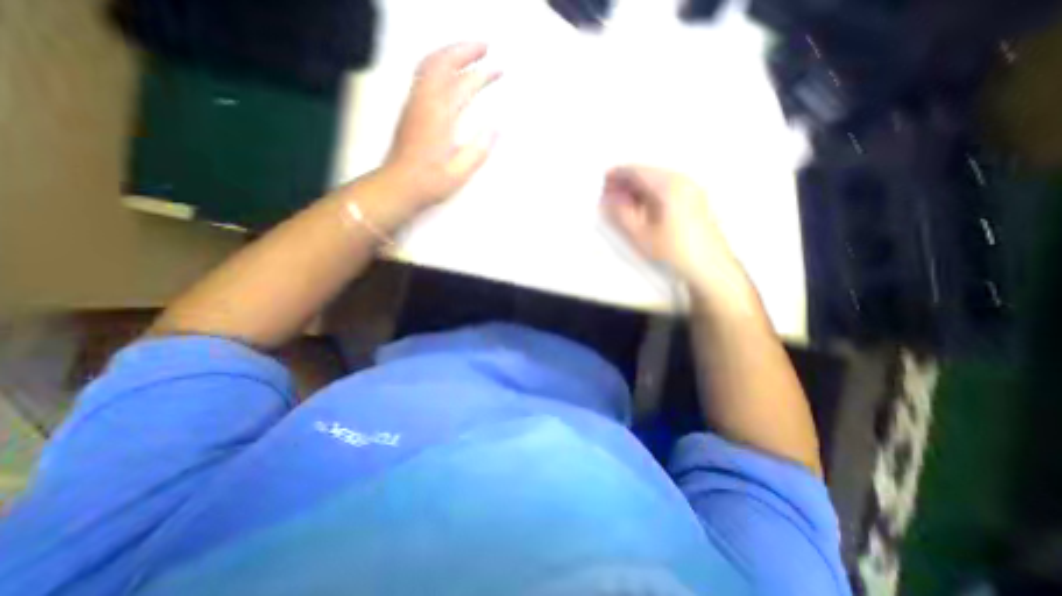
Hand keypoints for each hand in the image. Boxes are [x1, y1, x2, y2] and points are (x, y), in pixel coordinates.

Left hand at [382, 41, 502, 212]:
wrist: (398, 185)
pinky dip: (437, 61)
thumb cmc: (429, 182)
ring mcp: (415, 102)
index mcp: (440, 117)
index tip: (500, 70)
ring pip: (430, 63)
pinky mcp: (410, 107)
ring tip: (468, 51)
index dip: (484, 75)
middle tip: (485, 47)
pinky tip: (446, 68)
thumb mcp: (459, 173)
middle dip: (465, 50)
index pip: (465, 85)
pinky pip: (422, 73)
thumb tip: (496, 128)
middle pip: (443, 62)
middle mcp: (425, 102)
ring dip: (450, 51)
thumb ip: (479, 150)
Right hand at [601, 165, 758, 309]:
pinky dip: (650, 195)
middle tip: (610, 194)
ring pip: (657, 181)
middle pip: (648, 174)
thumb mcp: (640, 234)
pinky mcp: (694, 200)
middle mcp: (682, 181)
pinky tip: (641, 208)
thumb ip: (621, 213)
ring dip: (638, 190)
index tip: (603, 180)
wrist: (708, 267)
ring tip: (622, 203)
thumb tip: (608, 199)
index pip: (637, 171)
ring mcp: (691, 189)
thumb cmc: (675, 251)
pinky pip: (667, 189)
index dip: (617, 174)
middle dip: (626, 182)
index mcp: (669, 186)